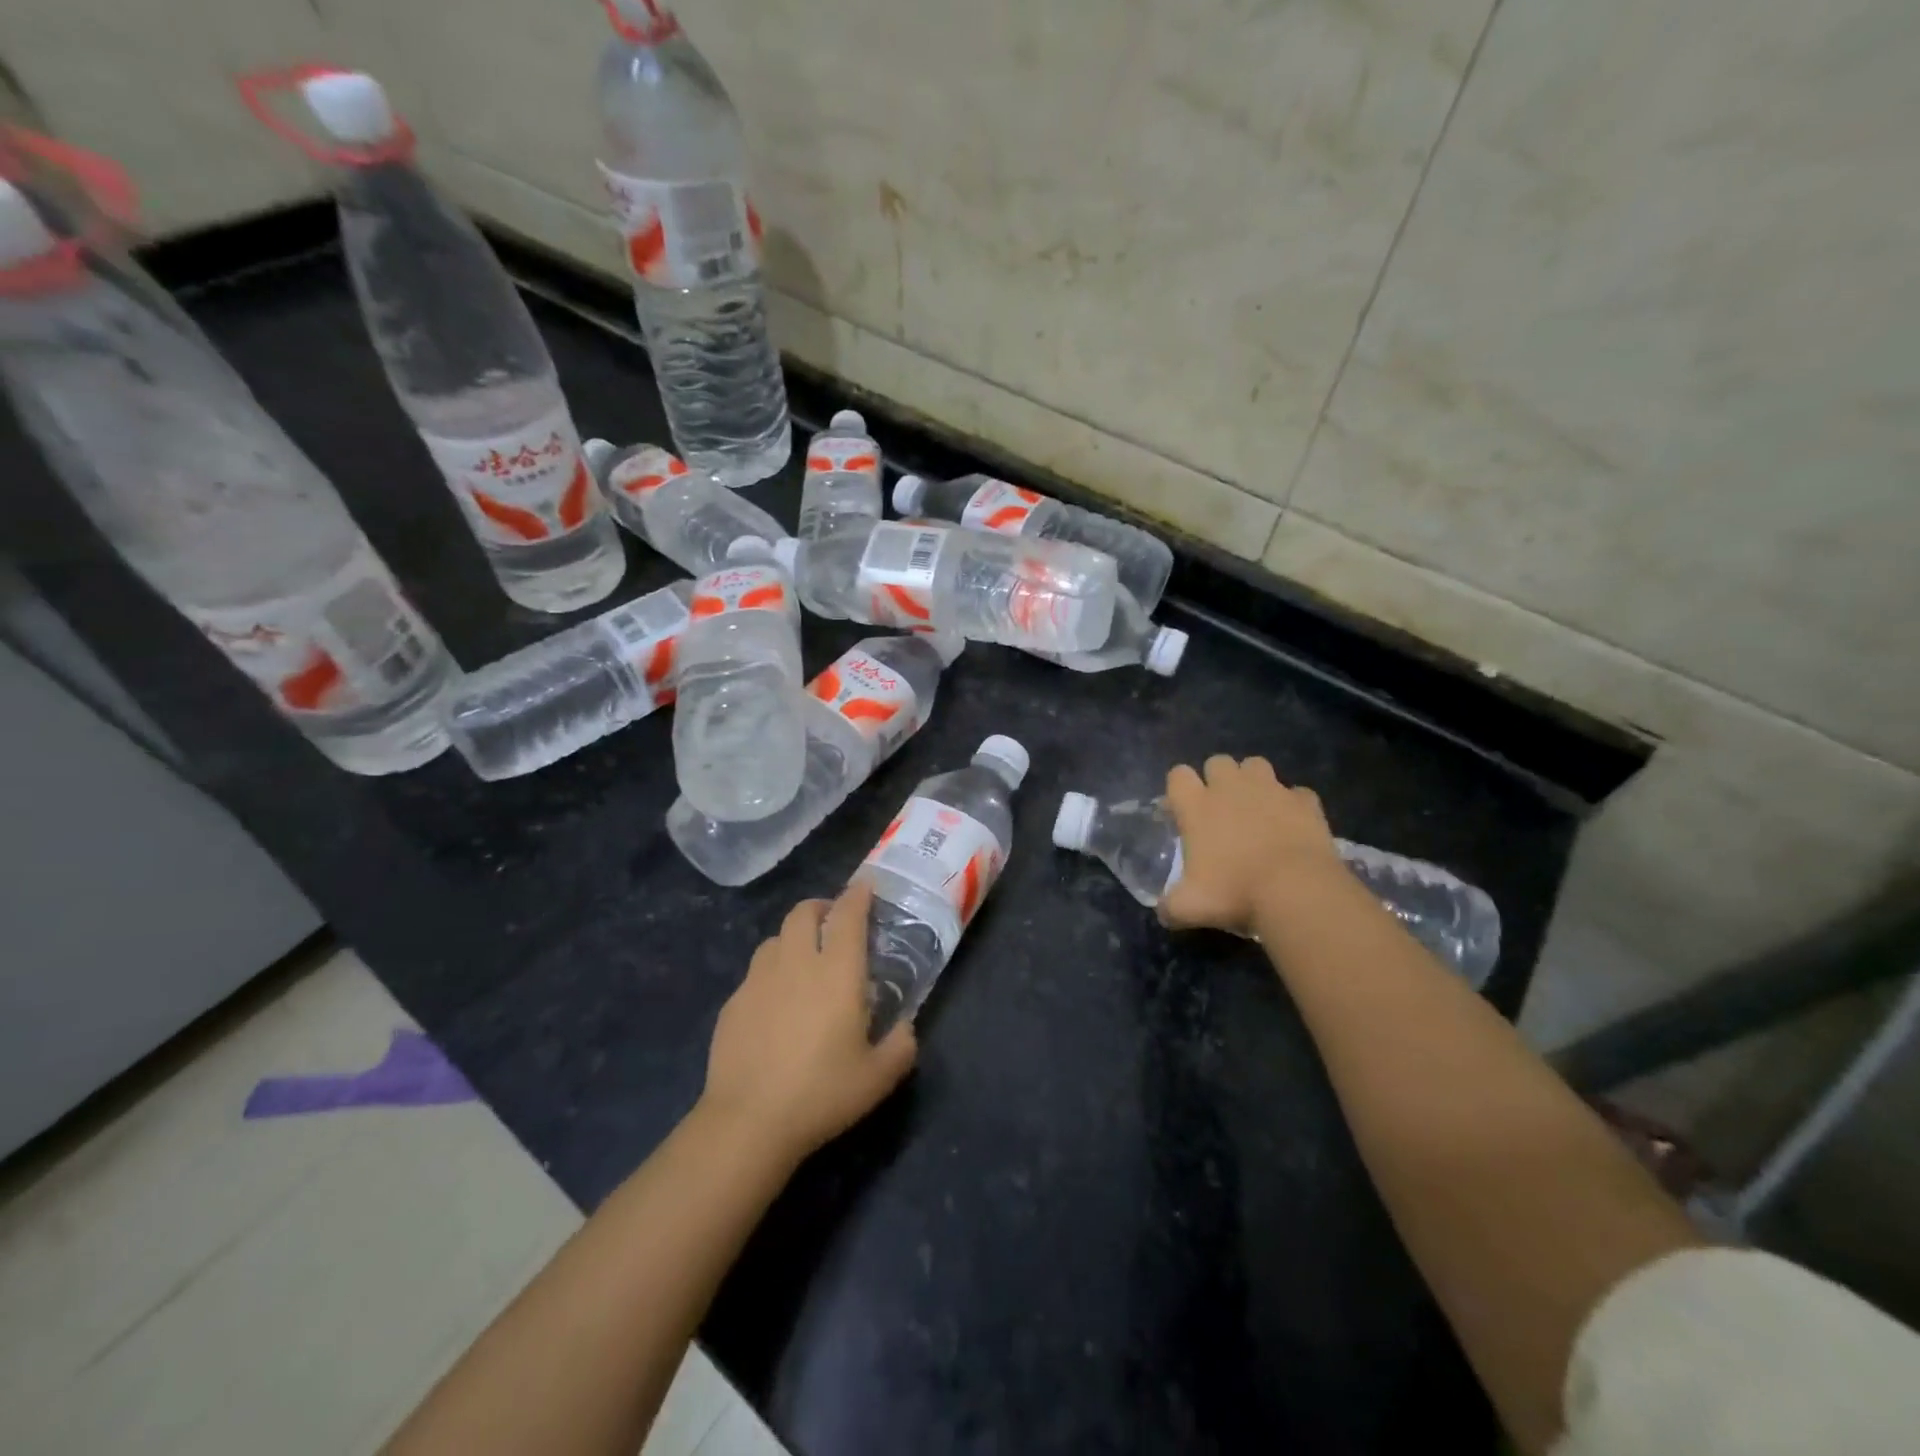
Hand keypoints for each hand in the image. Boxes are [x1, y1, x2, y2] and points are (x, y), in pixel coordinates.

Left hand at [699, 880, 916, 1166]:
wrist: (748, 1121)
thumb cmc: (821, 1093)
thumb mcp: (877, 1078)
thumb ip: (901, 1046)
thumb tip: (906, 1028)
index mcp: (836, 972)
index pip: (848, 916)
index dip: (858, 895)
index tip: (865, 886)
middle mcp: (796, 963)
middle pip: (803, 913)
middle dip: (821, 907)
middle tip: (833, 921)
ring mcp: (758, 980)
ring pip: (775, 938)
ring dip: (793, 937)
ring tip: (803, 960)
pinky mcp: (733, 1002)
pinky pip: (755, 972)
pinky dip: (771, 972)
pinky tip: (775, 1003)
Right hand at [1160, 755, 1341, 935]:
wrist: (1297, 891)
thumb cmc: (1234, 892)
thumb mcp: (1189, 907)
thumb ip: (1170, 906)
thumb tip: (1164, 912)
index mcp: (1197, 806)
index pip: (1177, 774)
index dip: (1178, 788)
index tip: (1182, 811)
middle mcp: (1231, 788)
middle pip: (1217, 761)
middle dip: (1217, 778)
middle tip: (1220, 809)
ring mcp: (1271, 790)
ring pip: (1256, 764)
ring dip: (1253, 781)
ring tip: (1256, 808)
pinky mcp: (1305, 802)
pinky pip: (1296, 793)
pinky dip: (1292, 805)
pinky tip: (1292, 824)